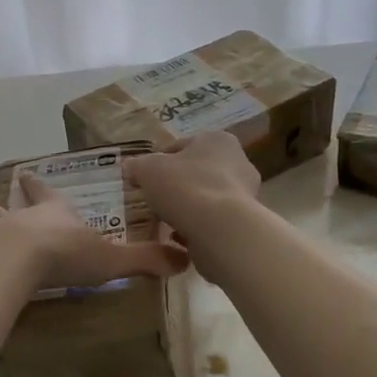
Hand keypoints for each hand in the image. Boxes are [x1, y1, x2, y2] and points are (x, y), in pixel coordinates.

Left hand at [0, 173, 187, 291]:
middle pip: (2, 206)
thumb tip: (185, 260)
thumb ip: (145, 259)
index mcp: (54, 213)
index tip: (27, 175)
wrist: (22, 260)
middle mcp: (21, 218)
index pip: (46, 194)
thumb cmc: (67, 253)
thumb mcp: (113, 258)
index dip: (38, 187)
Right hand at [123, 132, 261, 250]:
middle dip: (176, 185)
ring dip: (187, 207)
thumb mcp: (148, 170)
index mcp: (216, 139)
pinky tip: (180, 236)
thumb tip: (130, 167)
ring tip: (165, 221)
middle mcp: (238, 161)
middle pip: (196, 172)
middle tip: (154, 199)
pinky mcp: (245, 221)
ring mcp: (245, 193)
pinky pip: (213, 220)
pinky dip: (197, 226)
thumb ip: (137, 165)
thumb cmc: (185, 187)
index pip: (180, 146)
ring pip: (205, 197)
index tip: (143, 178)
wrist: (220, 229)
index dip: (158, 161)